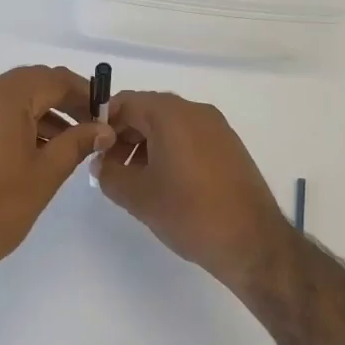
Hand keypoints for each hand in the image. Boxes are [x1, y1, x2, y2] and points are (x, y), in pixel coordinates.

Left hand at [0, 66, 113, 292]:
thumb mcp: (44, 174)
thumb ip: (76, 144)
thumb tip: (103, 128)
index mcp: (3, 96)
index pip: (54, 78)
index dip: (84, 93)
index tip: (107, 114)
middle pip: (32, 85)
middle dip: (65, 103)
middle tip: (93, 129)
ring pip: (12, 102)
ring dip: (43, 116)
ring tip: (70, 146)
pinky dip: (19, 126)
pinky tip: (37, 153)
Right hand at [95, 91, 296, 291]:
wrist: (252, 241)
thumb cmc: (189, 213)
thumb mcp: (137, 196)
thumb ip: (109, 174)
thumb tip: (101, 164)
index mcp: (171, 114)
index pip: (126, 102)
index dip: (104, 123)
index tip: (92, 150)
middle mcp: (196, 111)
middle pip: (149, 111)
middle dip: (125, 136)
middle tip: (110, 169)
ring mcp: (217, 128)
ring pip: (170, 126)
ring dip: (147, 146)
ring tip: (136, 181)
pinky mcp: (230, 147)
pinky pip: (191, 138)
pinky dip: (171, 152)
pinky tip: (166, 184)